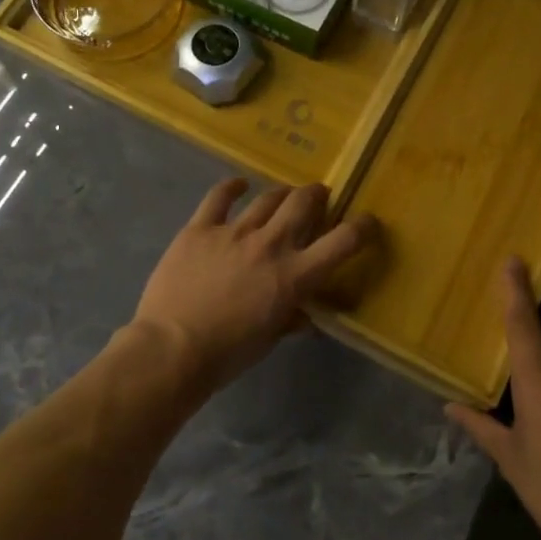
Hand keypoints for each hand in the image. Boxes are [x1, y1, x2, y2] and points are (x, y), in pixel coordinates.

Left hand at [134, 179, 375, 393]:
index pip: (342, 242)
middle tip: (318, 197)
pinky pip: (219, 197)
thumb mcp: (268, 340)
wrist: (172, 348)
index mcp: (294, 276)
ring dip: (282, 193)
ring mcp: (233, 232)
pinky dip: (232, 187)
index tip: (368, 222)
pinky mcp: (200, 228)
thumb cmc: (227, 354)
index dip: (362, 228)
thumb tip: (304, 316)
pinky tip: (239, 185)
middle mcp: (270, 245)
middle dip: (316, 195)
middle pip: (303, 204)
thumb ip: (289, 319)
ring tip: (285, 194)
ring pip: (267, 198)